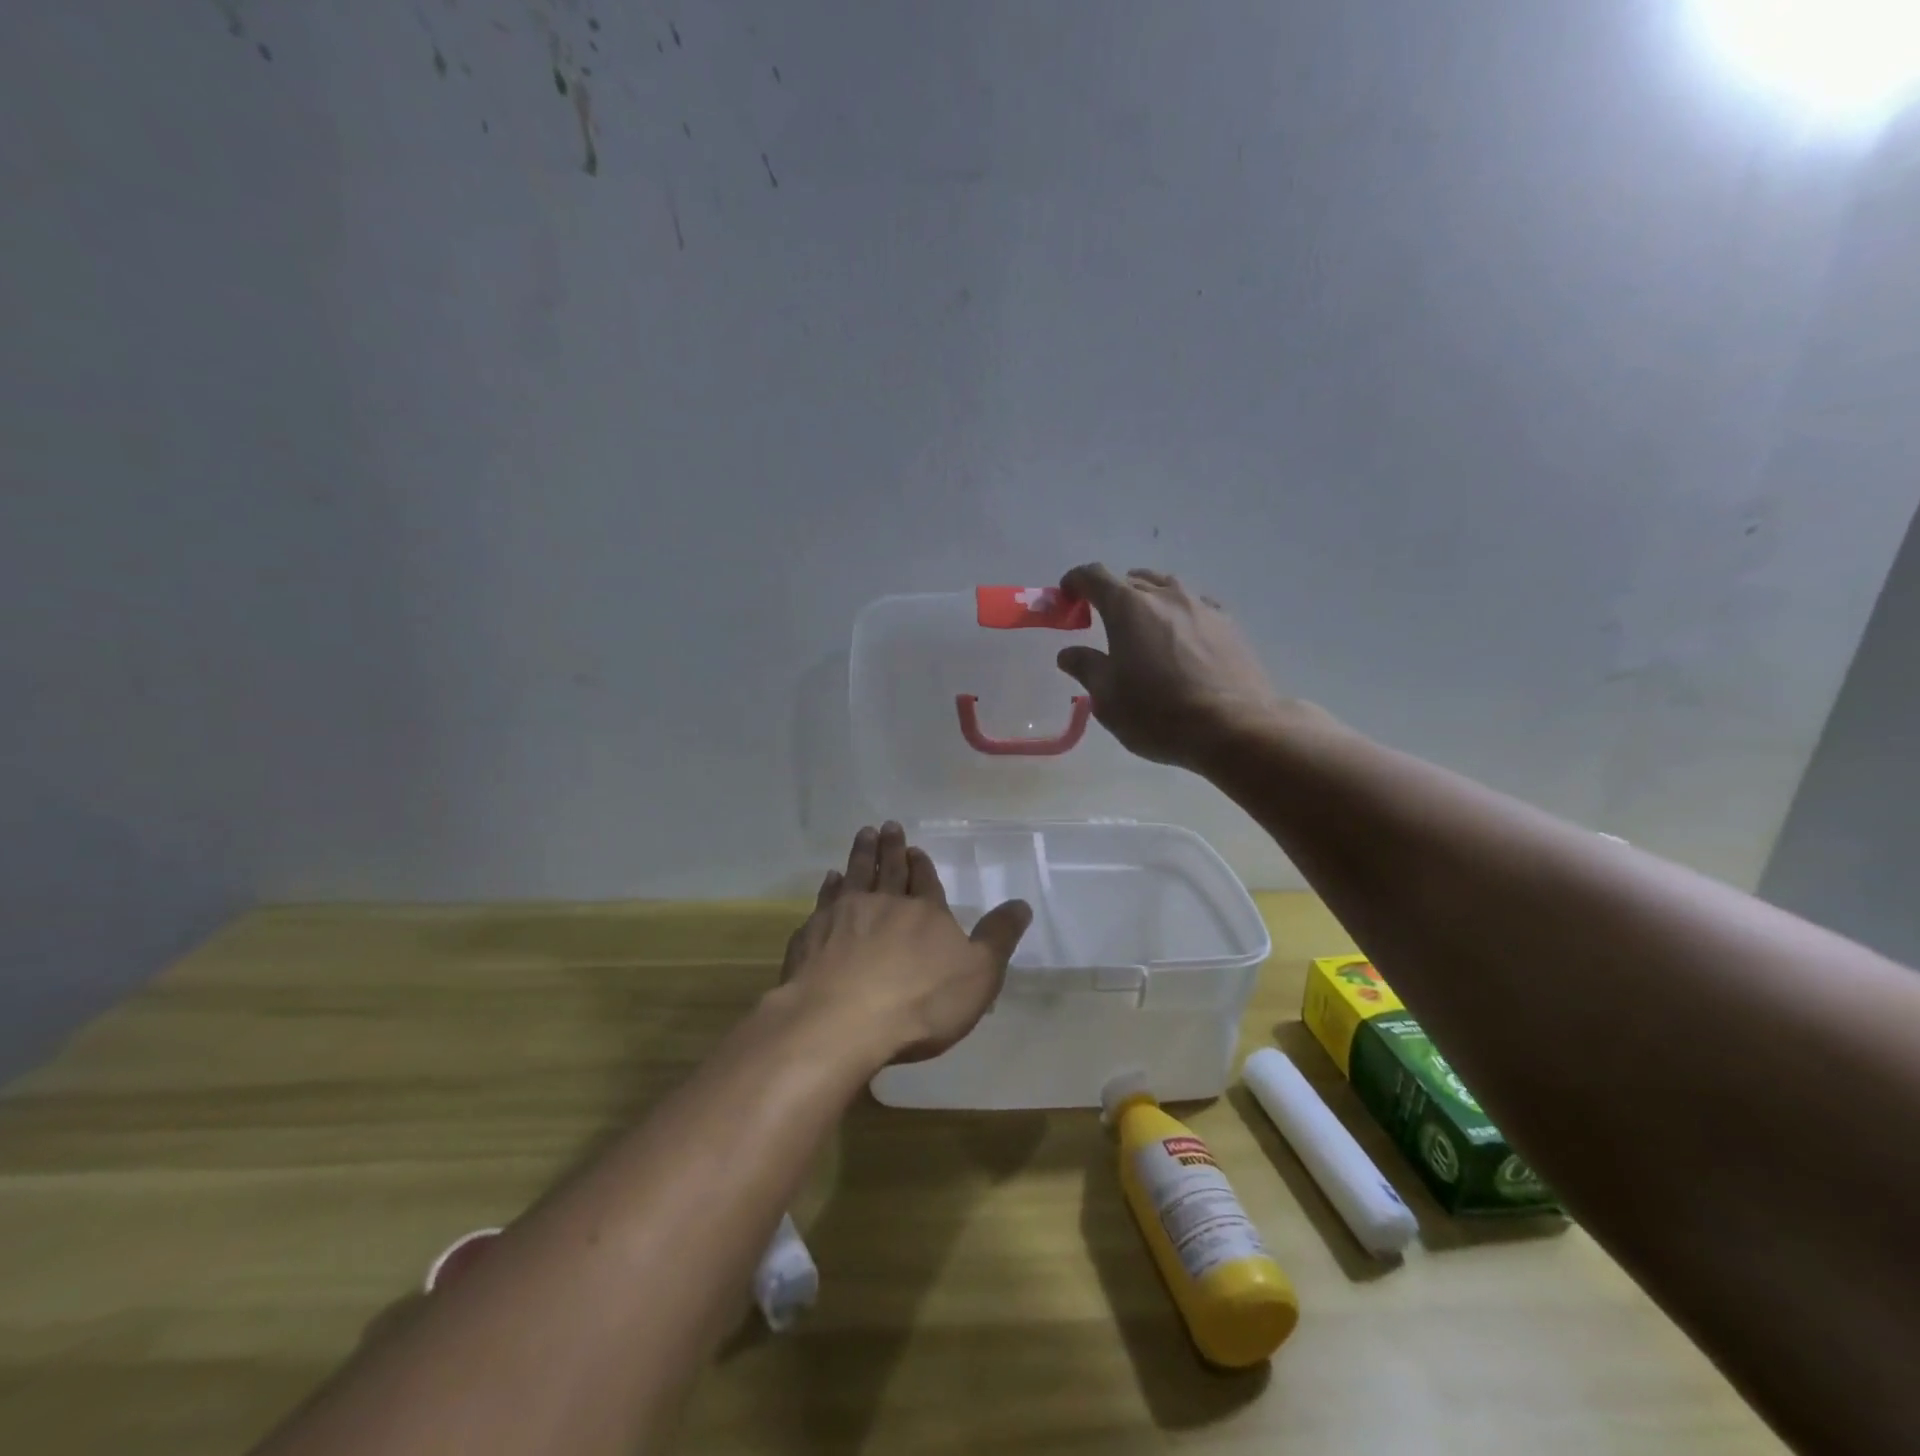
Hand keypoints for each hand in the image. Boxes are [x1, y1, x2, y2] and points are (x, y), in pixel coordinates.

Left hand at [778, 824, 1031, 1065]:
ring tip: (864, 835)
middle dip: (891, 848)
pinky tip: (830, 879)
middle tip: (888, 826)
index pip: (925, 881)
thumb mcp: (978, 976)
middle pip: (889, 869)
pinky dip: (830, 886)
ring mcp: (844, 915)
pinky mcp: (813, 933)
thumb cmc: (919, 1002)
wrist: (841, 1021)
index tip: (914, 849)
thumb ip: (998, 938)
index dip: (921, 865)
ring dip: (861, 854)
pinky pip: (825, 899)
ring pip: (856, 875)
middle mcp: (885, 903)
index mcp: (925, 912)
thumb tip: (1022, 904)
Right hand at [1056, 564, 1285, 770]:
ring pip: (1166, 589)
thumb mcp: (1108, 698)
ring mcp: (1202, 607)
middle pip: (1131, 580)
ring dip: (1148, 600)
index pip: (1093, 576)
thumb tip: (1069, 653)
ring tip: (1143, 627)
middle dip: (1111, 594)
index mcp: (1128, 607)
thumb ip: (1086, 667)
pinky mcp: (1229, 625)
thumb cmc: (1158, 713)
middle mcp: (1165, 596)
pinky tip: (1181, 639)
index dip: (1075, 581)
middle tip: (1102, 621)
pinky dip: (1179, 615)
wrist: (1235, 727)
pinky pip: (1195, 607)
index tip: (1066, 596)